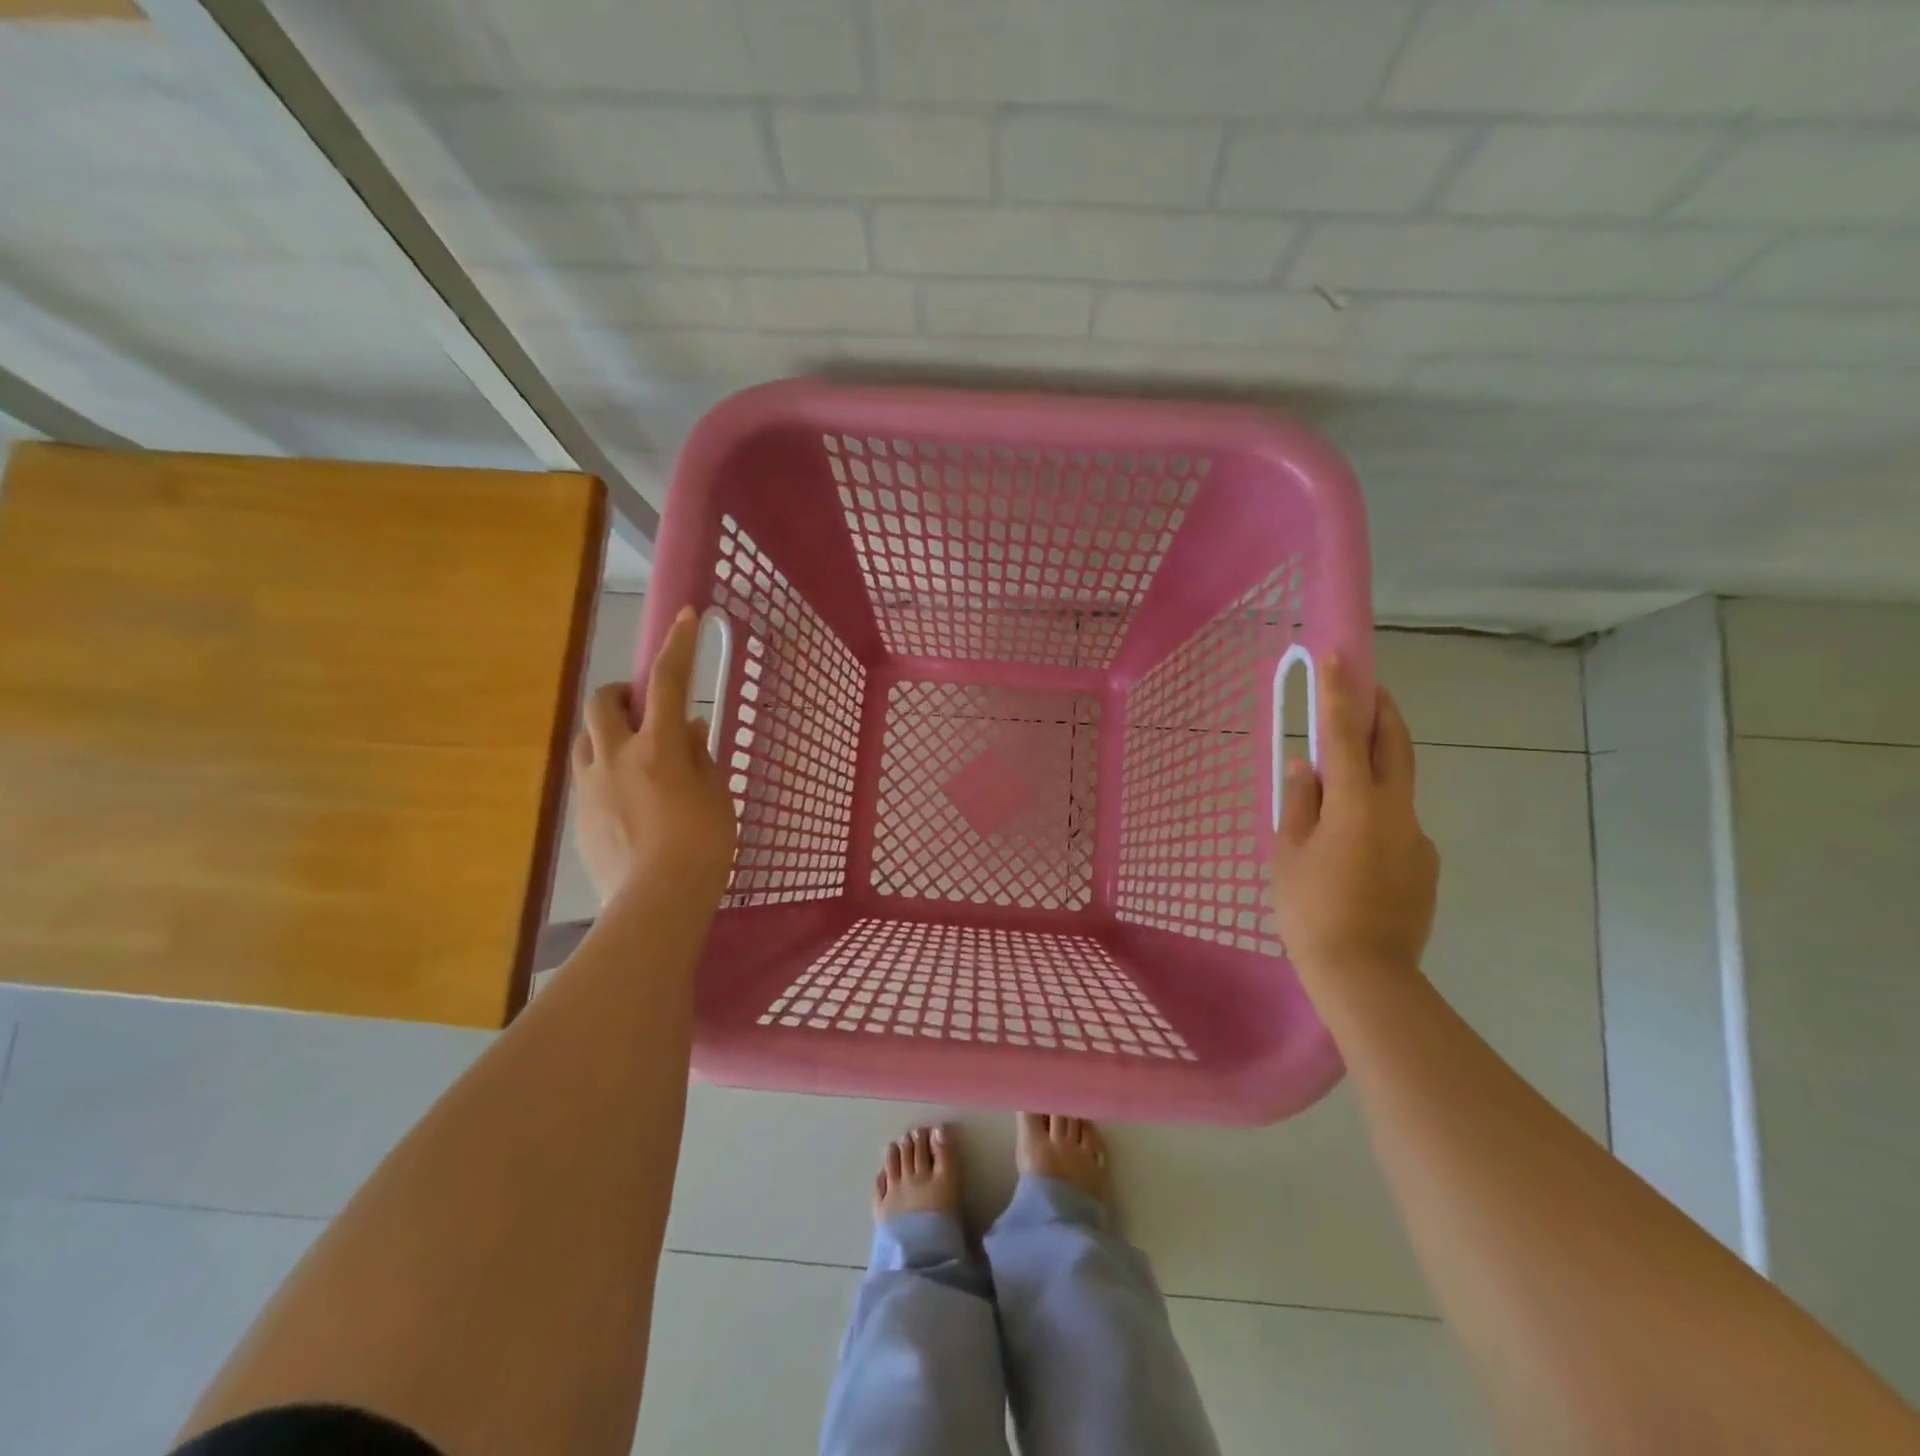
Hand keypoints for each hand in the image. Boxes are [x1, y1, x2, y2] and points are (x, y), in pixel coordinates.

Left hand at [571, 607, 737, 906]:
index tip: (685, 617)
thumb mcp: (715, 795)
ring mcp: (590, 785)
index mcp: (658, 746)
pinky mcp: (578, 814)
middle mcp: (616, 755)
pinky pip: (587, 775)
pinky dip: (606, 770)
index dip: (677, 646)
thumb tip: (686, 729)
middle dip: (622, 693)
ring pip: (587, 738)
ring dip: (608, 732)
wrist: (656, 901)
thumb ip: (699, 757)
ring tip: (635, 756)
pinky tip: (629, 800)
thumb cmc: (703, 845)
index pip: (667, 682)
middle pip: (604, 701)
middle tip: (646, 710)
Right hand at [1270, 655, 1438, 986]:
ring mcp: (1418, 839)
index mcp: (1358, 805)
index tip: (1338, 655)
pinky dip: (1375, 816)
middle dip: (1381, 711)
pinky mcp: (1425, 865)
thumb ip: (1299, 803)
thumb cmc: (1311, 910)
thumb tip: (1305, 766)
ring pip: (1395, 789)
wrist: (1366, 976)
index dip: (1340, 692)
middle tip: (1367, 687)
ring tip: (1337, 791)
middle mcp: (1398, 812)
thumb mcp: (1289, 853)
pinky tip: (1351, 850)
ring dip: (1373, 771)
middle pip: (1395, 747)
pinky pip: (1396, 825)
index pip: (1346, 735)